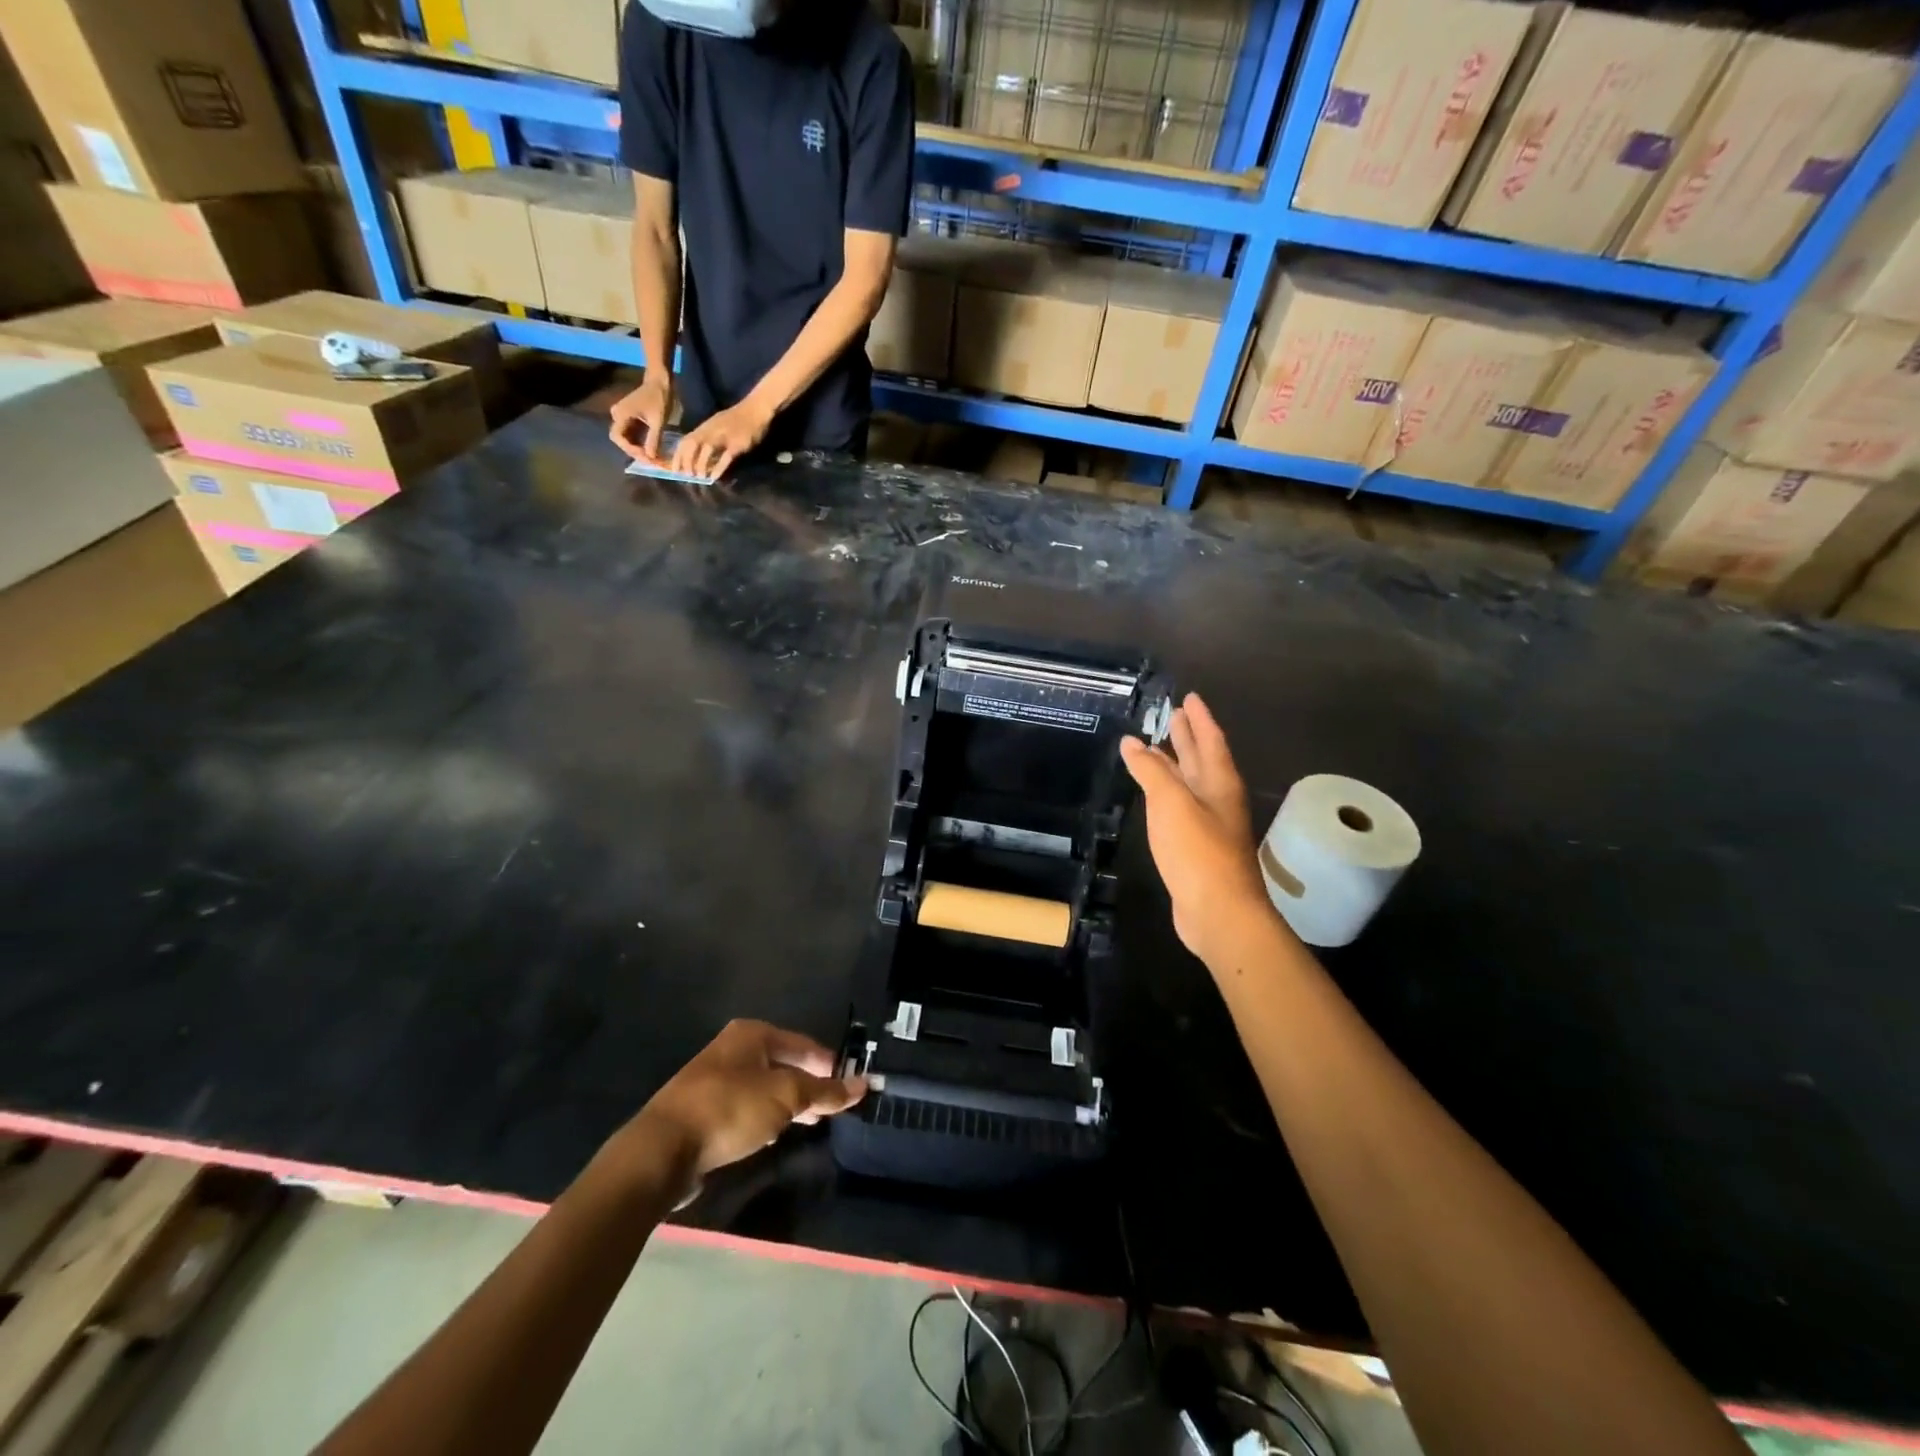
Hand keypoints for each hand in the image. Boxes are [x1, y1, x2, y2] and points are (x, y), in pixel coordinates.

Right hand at [609, 372, 674, 462]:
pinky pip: (633, 434)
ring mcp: (624, 416)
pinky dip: (642, 443)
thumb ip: (653, 439)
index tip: (645, 457)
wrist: (661, 382)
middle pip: (621, 439)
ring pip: (628, 438)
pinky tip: (652, 450)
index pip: (618, 437)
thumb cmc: (659, 398)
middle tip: (650, 461)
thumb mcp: (658, 420)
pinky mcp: (631, 418)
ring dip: (639, 449)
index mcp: (621, 414)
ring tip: (652, 458)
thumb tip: (650, 457)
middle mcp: (618, 415)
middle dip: (635, 451)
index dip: (630, 449)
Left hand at [620, 1020, 865, 1200]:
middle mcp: (733, 1048)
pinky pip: (745, 1106)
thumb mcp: (786, 1098)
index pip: (804, 1043)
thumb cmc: (730, 1109)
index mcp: (753, 1034)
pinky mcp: (703, 1109)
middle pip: (784, 1063)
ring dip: (787, 1103)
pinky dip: (763, 1115)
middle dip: (809, 1084)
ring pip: (765, 1086)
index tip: (851, 1085)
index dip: (829, 1064)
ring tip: (809, 1123)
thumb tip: (864, 1085)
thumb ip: (825, 1092)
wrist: (661, 1150)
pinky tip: (772, 1133)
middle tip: (832, 1107)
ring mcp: (715, 1078)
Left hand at [672, 397, 773, 480]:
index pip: (685, 441)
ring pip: (706, 449)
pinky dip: (718, 468)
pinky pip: (725, 457)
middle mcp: (710, 431)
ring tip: (700, 477)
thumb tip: (699, 458)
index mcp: (704, 428)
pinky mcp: (736, 444)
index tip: (674, 470)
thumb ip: (708, 438)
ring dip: (700, 464)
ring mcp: (723, 437)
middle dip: (686, 461)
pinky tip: (714, 478)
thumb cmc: (737, 419)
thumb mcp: (717, 426)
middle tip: (687, 476)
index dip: (678, 456)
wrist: (754, 410)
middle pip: (692, 445)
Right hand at [1120, 693, 1273, 963]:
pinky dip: (1168, 792)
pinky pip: (1181, 807)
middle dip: (1188, 737)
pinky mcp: (1198, 847)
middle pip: (1203, 760)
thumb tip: (1133, 742)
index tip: (1189, 697)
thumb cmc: (1197, 851)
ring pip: (1191, 784)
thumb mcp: (1171, 803)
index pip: (1210, 741)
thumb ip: (1151, 770)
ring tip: (1159, 748)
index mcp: (1219, 783)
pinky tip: (1157, 796)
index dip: (1199, 719)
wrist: (1218, 912)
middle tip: (1174, 715)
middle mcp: (1218, 800)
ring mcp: (1210, 825)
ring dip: (1177, 764)